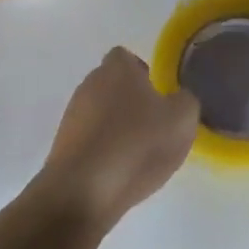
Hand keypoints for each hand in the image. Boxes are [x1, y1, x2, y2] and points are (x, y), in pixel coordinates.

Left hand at [34, 48, 198, 230]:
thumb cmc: (137, 145)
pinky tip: (118, 171)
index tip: (159, 98)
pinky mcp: (63, 144)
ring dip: (116, 127)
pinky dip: (103, 149)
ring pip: (100, 112)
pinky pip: (90, 138)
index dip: (143, 74)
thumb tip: (178, 98)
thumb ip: (186, 101)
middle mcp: (89, 84)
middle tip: (153, 127)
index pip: (126, 58)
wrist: (84, 190)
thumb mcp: (182, 120)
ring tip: (137, 154)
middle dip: (131, 103)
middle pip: (112, 85)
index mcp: (117, 69)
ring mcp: (72, 114)